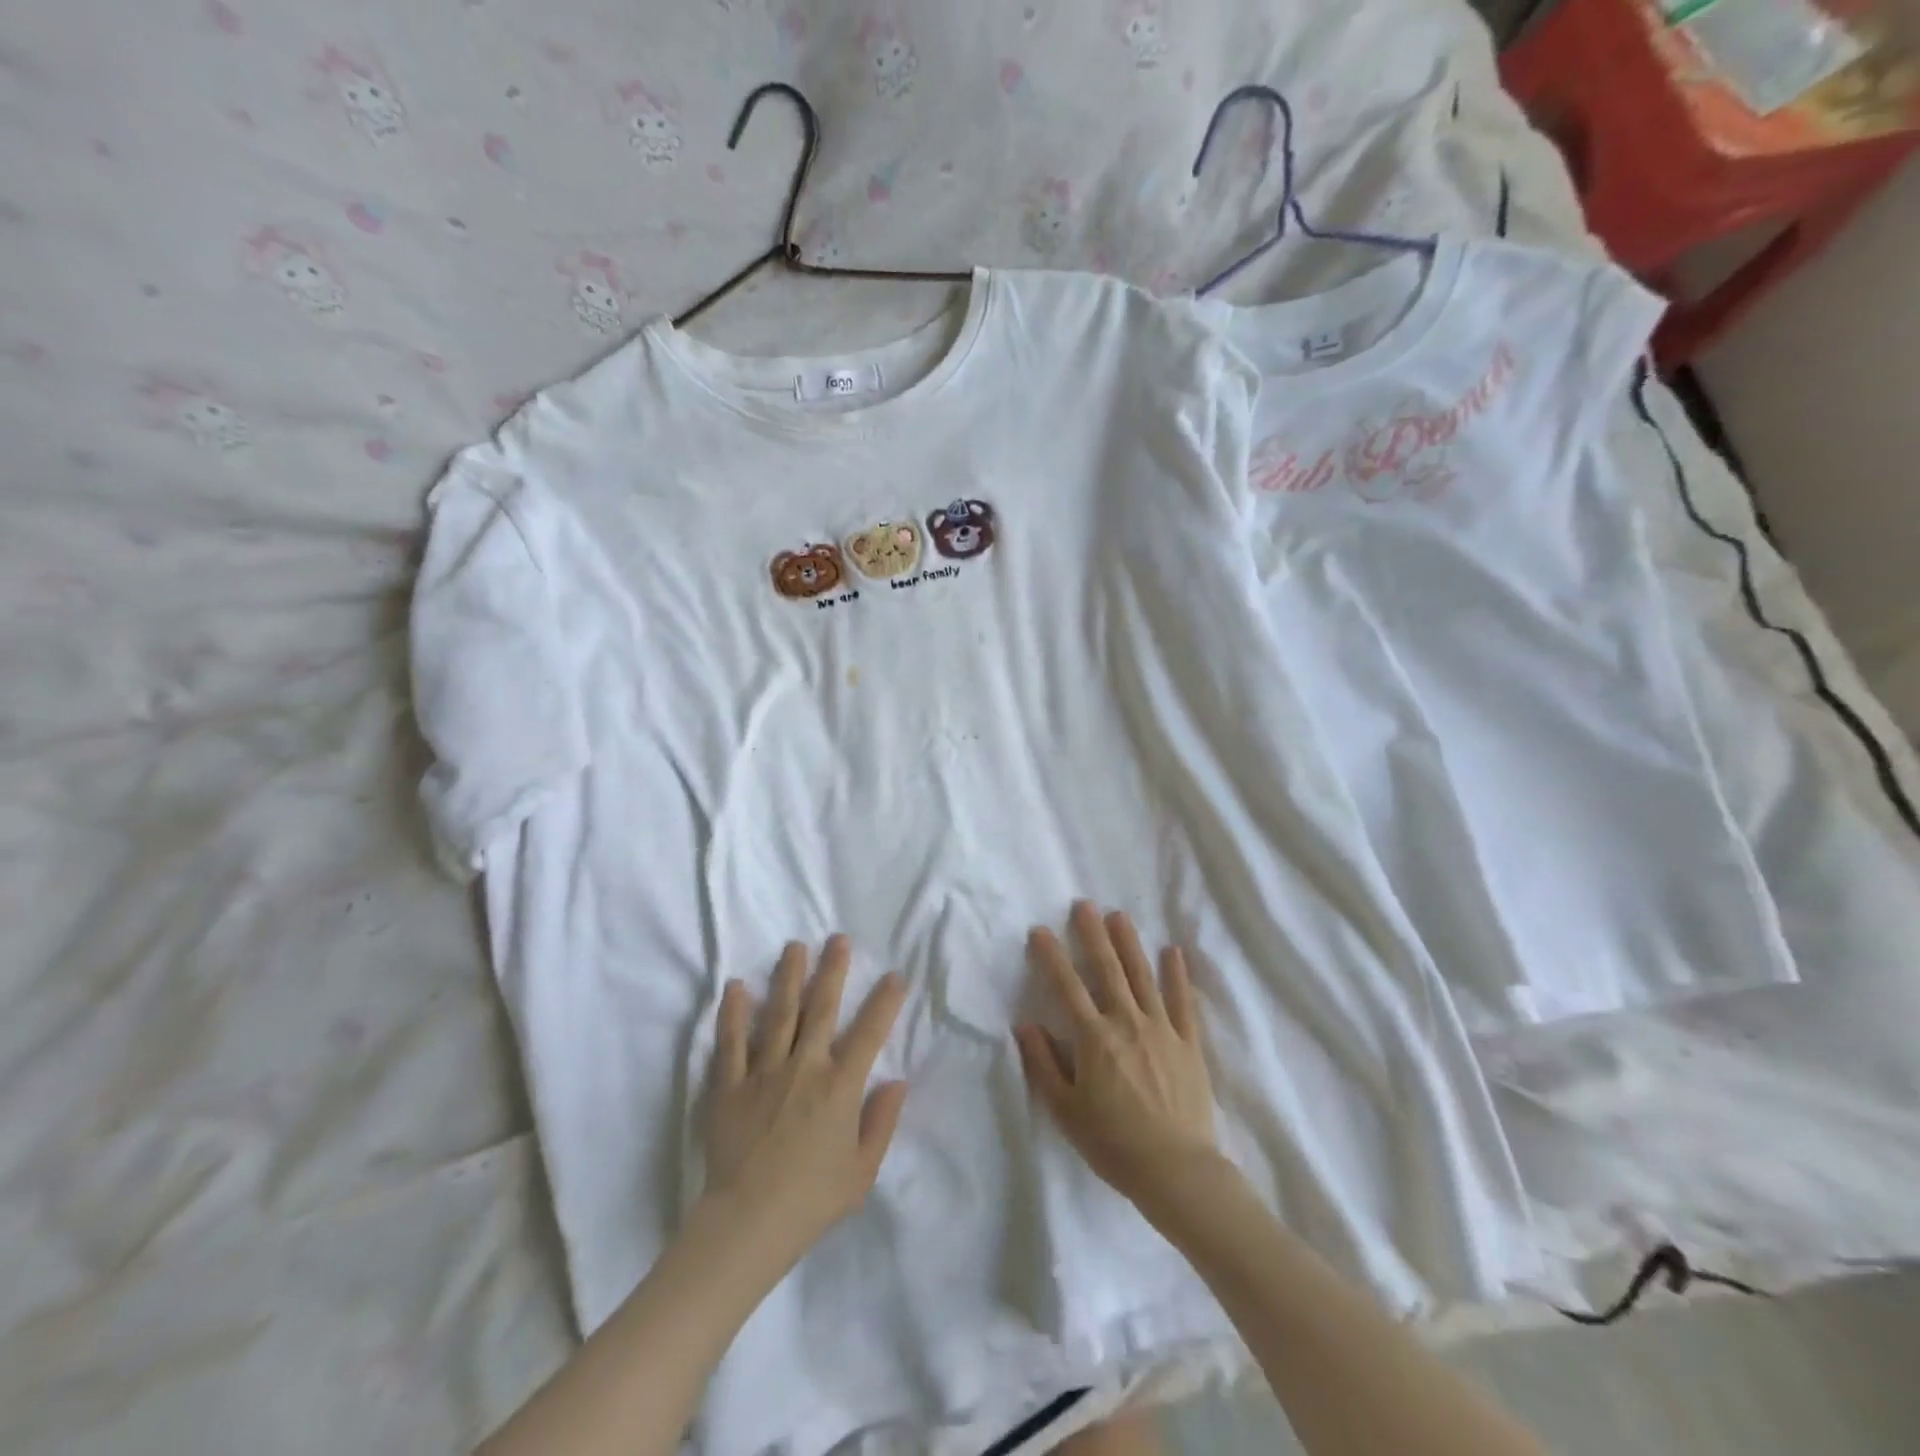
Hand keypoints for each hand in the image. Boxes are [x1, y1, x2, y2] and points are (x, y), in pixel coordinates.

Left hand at [703, 936, 908, 1256]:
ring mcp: (763, 1073)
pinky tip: (736, 987)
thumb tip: (897, 1082)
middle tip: (838, 939)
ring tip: (794, 946)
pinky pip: (731, 1043)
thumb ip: (881, 1123)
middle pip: (820, 1009)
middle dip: (832, 970)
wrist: (746, 1225)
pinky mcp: (729, 1086)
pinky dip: (733, 1014)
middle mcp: (804, 1068)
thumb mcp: (861, 1172)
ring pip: (778, 1014)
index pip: (869, 1033)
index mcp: (839, 1087)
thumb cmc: (811, 1201)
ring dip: (787, 977)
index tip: (894, 976)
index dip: (884, 1002)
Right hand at [1016, 903, 1219, 1209]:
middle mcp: (1127, 1022)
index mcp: (1094, 1038)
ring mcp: (1162, 1029)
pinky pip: (1184, 1002)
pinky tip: (1174, 952)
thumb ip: (1043, 1063)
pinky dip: (1178, 975)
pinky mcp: (1189, 1043)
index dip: (1052, 956)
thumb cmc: (1113, 1144)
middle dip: (1093, 934)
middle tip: (1084, 904)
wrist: (1176, 1171)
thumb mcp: (1065, 1110)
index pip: (1067, 987)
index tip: (1040, 930)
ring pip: (1143, 976)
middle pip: (1107, 969)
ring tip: (1119, 915)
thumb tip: (1024, 1024)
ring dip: (1130, 943)